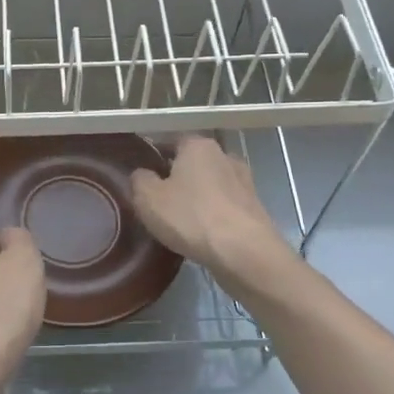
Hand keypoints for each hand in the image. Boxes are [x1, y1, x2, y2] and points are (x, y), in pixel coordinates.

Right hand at [129, 135, 292, 289]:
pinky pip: (224, 205)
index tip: (142, 177)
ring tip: (179, 220)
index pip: (170, 141)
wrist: (244, 252)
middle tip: (158, 200)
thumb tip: (142, 174)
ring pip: (210, 184)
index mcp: (198, 145)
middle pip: (192, 162)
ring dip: (196, 197)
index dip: (153, 157)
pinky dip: (213, 214)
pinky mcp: (254, 207)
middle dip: (176, 177)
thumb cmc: (191, 217)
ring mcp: (244, 181)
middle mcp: (224, 155)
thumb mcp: (148, 198)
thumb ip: (139, 180)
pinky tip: (202, 233)